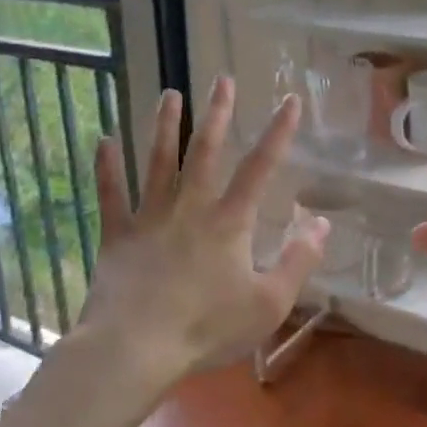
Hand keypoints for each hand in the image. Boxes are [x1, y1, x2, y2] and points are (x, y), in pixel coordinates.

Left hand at [78, 78, 327, 388]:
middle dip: (216, 113)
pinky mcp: (117, 235)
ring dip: (164, 126)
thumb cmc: (207, 327)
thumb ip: (298, 261)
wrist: (136, 347)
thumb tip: (322, 224)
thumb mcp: (269, 303)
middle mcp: (189, 208)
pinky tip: (104, 140)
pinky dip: (106, 168)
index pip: (260, 168)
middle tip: (220, 79)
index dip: (278, 133)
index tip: (290, 100)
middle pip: (204, 151)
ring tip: (168, 95)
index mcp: (229, 222)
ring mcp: (149, 218)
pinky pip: (111, 195)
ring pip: (157, 162)